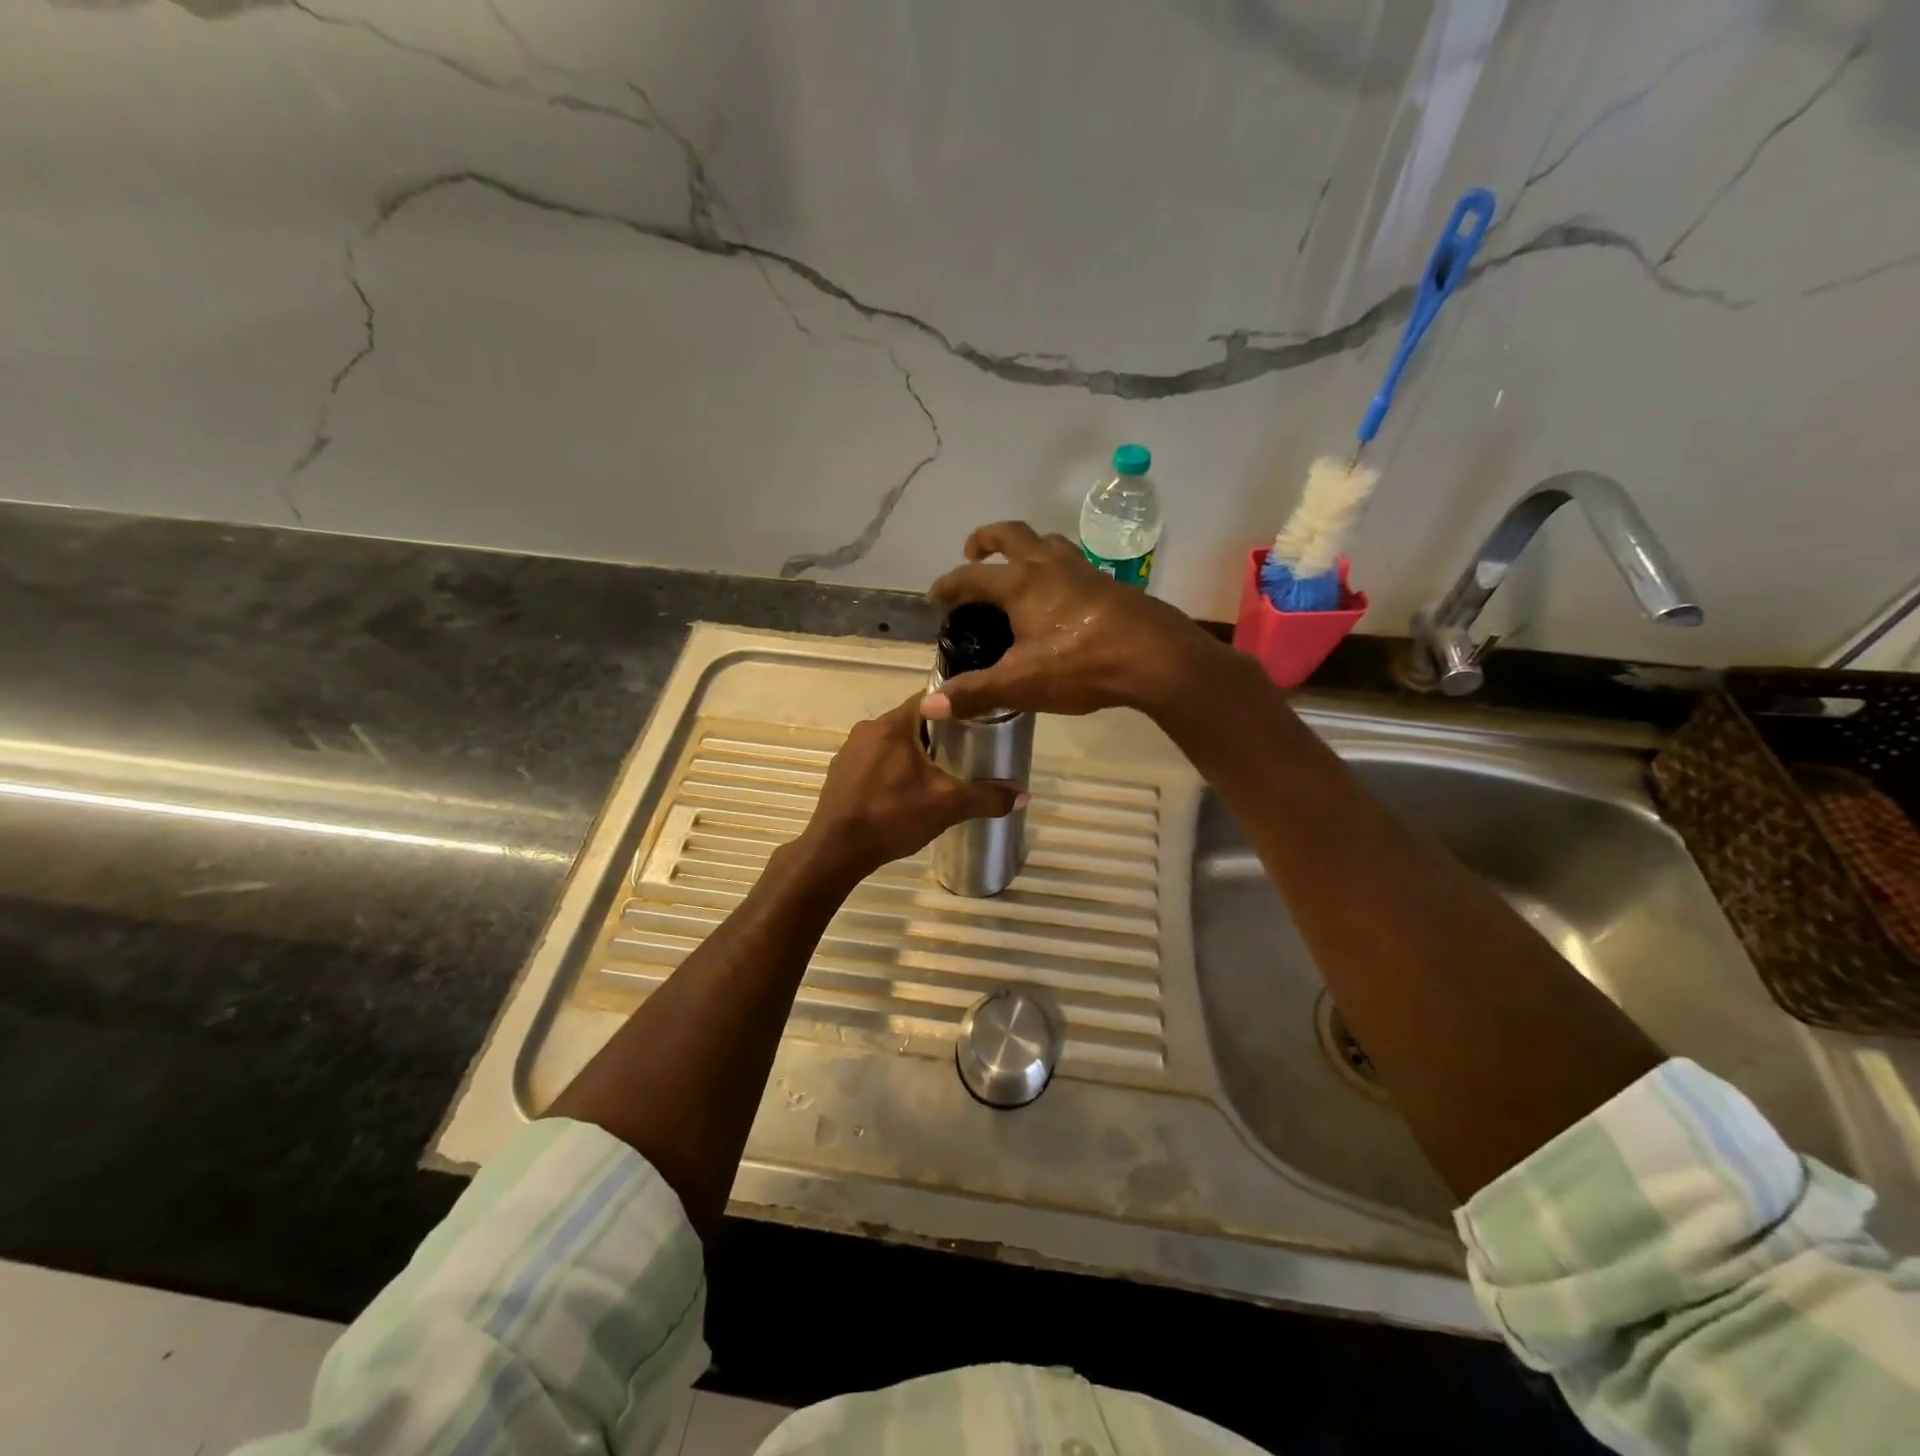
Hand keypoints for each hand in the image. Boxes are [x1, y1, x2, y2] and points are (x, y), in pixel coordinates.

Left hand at [796, 694, 1026, 882]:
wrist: (835, 850)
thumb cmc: (892, 816)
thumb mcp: (947, 806)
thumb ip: (986, 797)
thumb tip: (1024, 794)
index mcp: (893, 724)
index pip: (930, 699)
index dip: (955, 708)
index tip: (977, 721)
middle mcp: (868, 728)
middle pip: (912, 721)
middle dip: (937, 735)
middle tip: (964, 752)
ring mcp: (850, 751)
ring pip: (891, 742)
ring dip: (913, 753)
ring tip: (937, 774)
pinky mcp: (840, 772)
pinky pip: (873, 761)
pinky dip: (891, 769)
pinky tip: (903, 793)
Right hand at [924, 520, 1220, 721]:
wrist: (1155, 656)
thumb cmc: (1081, 665)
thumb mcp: (1020, 684)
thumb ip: (975, 693)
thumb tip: (929, 707)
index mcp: (1021, 584)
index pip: (971, 577)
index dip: (948, 585)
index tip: (935, 596)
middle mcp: (1049, 566)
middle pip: (1012, 535)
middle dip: (987, 538)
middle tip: (972, 551)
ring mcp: (1083, 571)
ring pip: (1048, 542)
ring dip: (1027, 546)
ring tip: (1018, 566)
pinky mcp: (1109, 584)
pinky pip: (1073, 563)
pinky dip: (1056, 568)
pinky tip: (1062, 595)